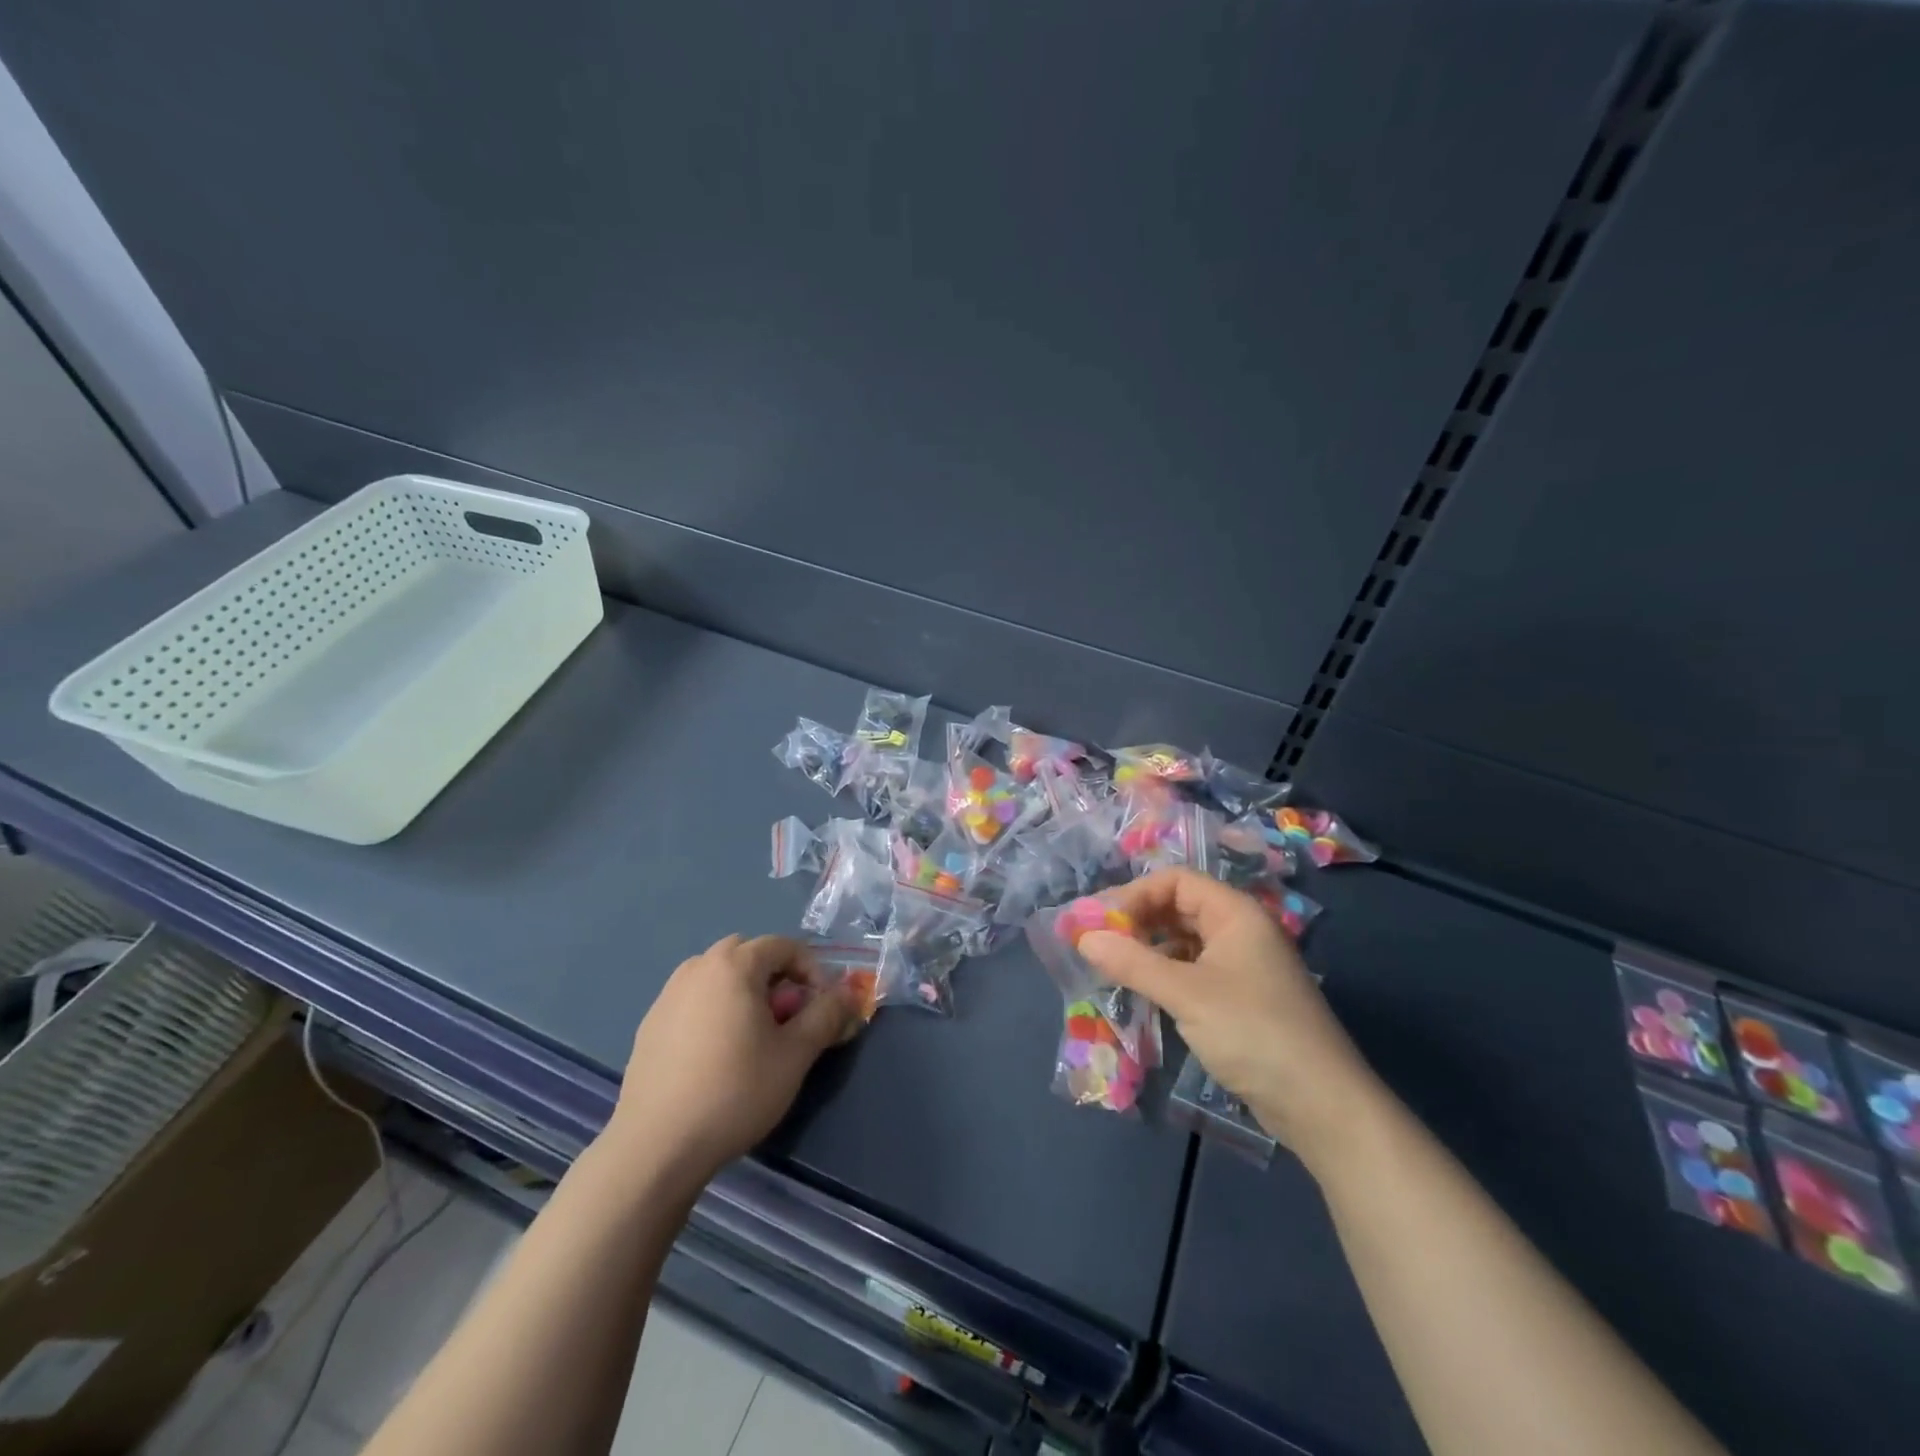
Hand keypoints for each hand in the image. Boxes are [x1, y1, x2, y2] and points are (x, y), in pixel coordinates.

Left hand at [603, 935, 860, 1193]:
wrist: (656, 1146)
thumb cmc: (736, 1091)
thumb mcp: (795, 1054)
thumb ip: (827, 1015)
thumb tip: (847, 993)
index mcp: (734, 965)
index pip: (784, 946)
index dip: (812, 970)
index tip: (822, 1007)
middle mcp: (697, 968)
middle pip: (748, 955)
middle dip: (777, 978)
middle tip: (788, 1018)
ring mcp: (668, 995)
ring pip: (719, 977)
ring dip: (745, 993)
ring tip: (755, 1038)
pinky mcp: (650, 1025)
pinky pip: (694, 1001)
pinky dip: (716, 1011)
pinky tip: (718, 1057)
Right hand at [1078, 869, 1380, 1161]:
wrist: (1321, 1106)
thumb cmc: (1253, 1033)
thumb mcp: (1186, 994)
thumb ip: (1132, 962)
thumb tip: (1083, 937)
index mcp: (1235, 913)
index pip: (1175, 881)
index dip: (1135, 894)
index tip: (1101, 923)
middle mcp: (1239, 930)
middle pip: (1178, 907)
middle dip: (1137, 921)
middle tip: (1098, 944)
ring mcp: (1242, 966)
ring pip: (1184, 942)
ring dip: (1148, 950)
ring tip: (1112, 969)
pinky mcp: (1240, 998)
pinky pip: (1193, 971)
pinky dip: (1164, 975)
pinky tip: (1142, 993)